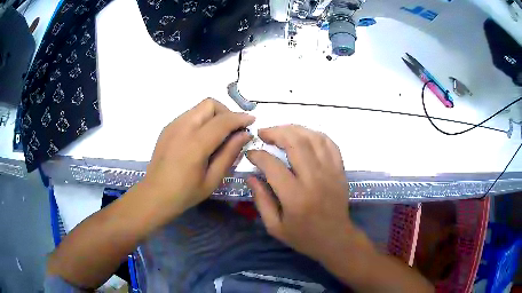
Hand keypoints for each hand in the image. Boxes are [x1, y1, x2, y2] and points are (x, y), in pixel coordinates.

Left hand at [141, 98, 254, 215]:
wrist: (155, 195)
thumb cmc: (185, 193)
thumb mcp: (213, 179)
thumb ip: (230, 154)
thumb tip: (244, 134)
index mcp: (195, 144)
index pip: (223, 121)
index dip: (240, 118)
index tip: (251, 121)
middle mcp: (183, 128)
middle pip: (210, 104)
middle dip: (226, 112)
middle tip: (233, 130)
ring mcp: (173, 126)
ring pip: (199, 107)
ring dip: (214, 115)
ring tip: (218, 134)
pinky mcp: (167, 128)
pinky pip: (189, 115)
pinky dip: (201, 120)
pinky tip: (202, 138)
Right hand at [246, 125, 362, 263]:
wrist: (336, 239)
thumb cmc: (304, 237)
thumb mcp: (275, 227)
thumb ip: (261, 201)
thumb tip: (251, 176)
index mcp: (295, 197)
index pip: (272, 165)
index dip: (258, 155)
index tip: (250, 154)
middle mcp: (314, 180)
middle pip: (295, 143)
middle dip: (275, 132)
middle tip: (263, 133)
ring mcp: (330, 172)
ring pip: (313, 138)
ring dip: (294, 129)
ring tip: (280, 131)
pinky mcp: (340, 170)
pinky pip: (329, 143)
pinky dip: (315, 135)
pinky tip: (304, 136)